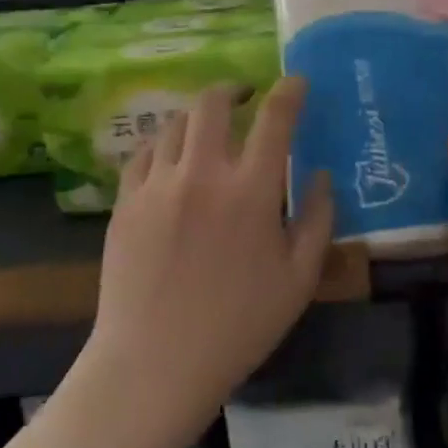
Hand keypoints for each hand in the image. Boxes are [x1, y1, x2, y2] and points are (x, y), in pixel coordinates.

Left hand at [88, 78, 333, 423]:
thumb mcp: (299, 279)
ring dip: (197, 117)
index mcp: (251, 190)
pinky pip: (143, 153)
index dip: (289, 92)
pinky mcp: (125, 203)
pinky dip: (163, 144)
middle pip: (212, 104)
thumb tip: (321, 175)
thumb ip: (318, 219)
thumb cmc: (238, 326)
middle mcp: (202, 174)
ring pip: (174, 124)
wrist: (155, 364)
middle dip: (233, 89)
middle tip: (245, 97)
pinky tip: (171, 158)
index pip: (275, 119)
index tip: (296, 83)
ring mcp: (157, 185)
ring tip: (208, 129)